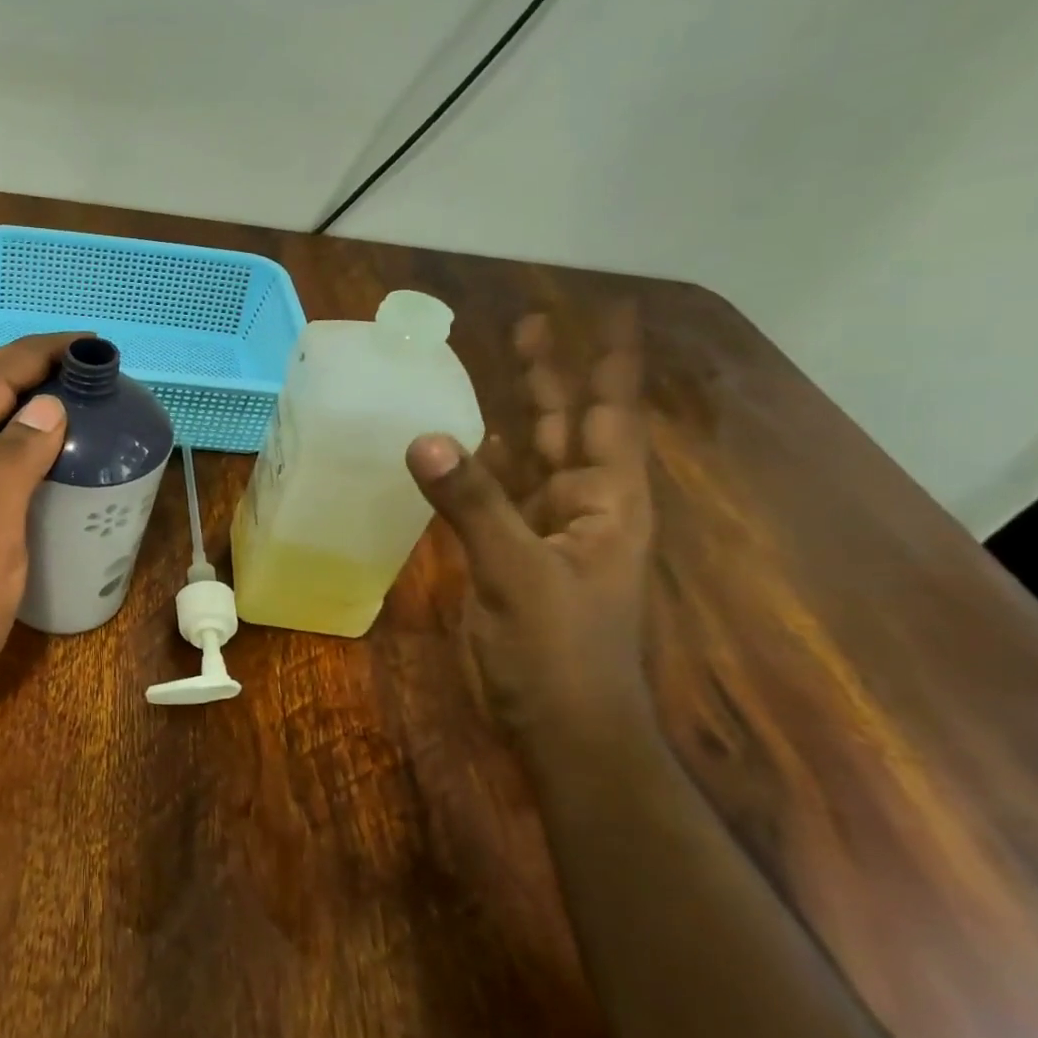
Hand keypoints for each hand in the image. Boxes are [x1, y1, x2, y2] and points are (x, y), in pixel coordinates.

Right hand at [406, 308, 653, 740]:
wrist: (559, 725)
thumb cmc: (558, 651)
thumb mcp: (518, 573)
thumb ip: (474, 505)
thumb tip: (425, 438)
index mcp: (604, 501)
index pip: (608, 416)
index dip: (610, 364)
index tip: (613, 312)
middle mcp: (581, 506)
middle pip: (566, 426)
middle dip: (551, 377)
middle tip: (527, 326)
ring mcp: (545, 531)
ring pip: (530, 458)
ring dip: (517, 414)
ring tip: (499, 369)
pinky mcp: (511, 555)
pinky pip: (497, 495)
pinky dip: (482, 465)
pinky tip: (466, 444)